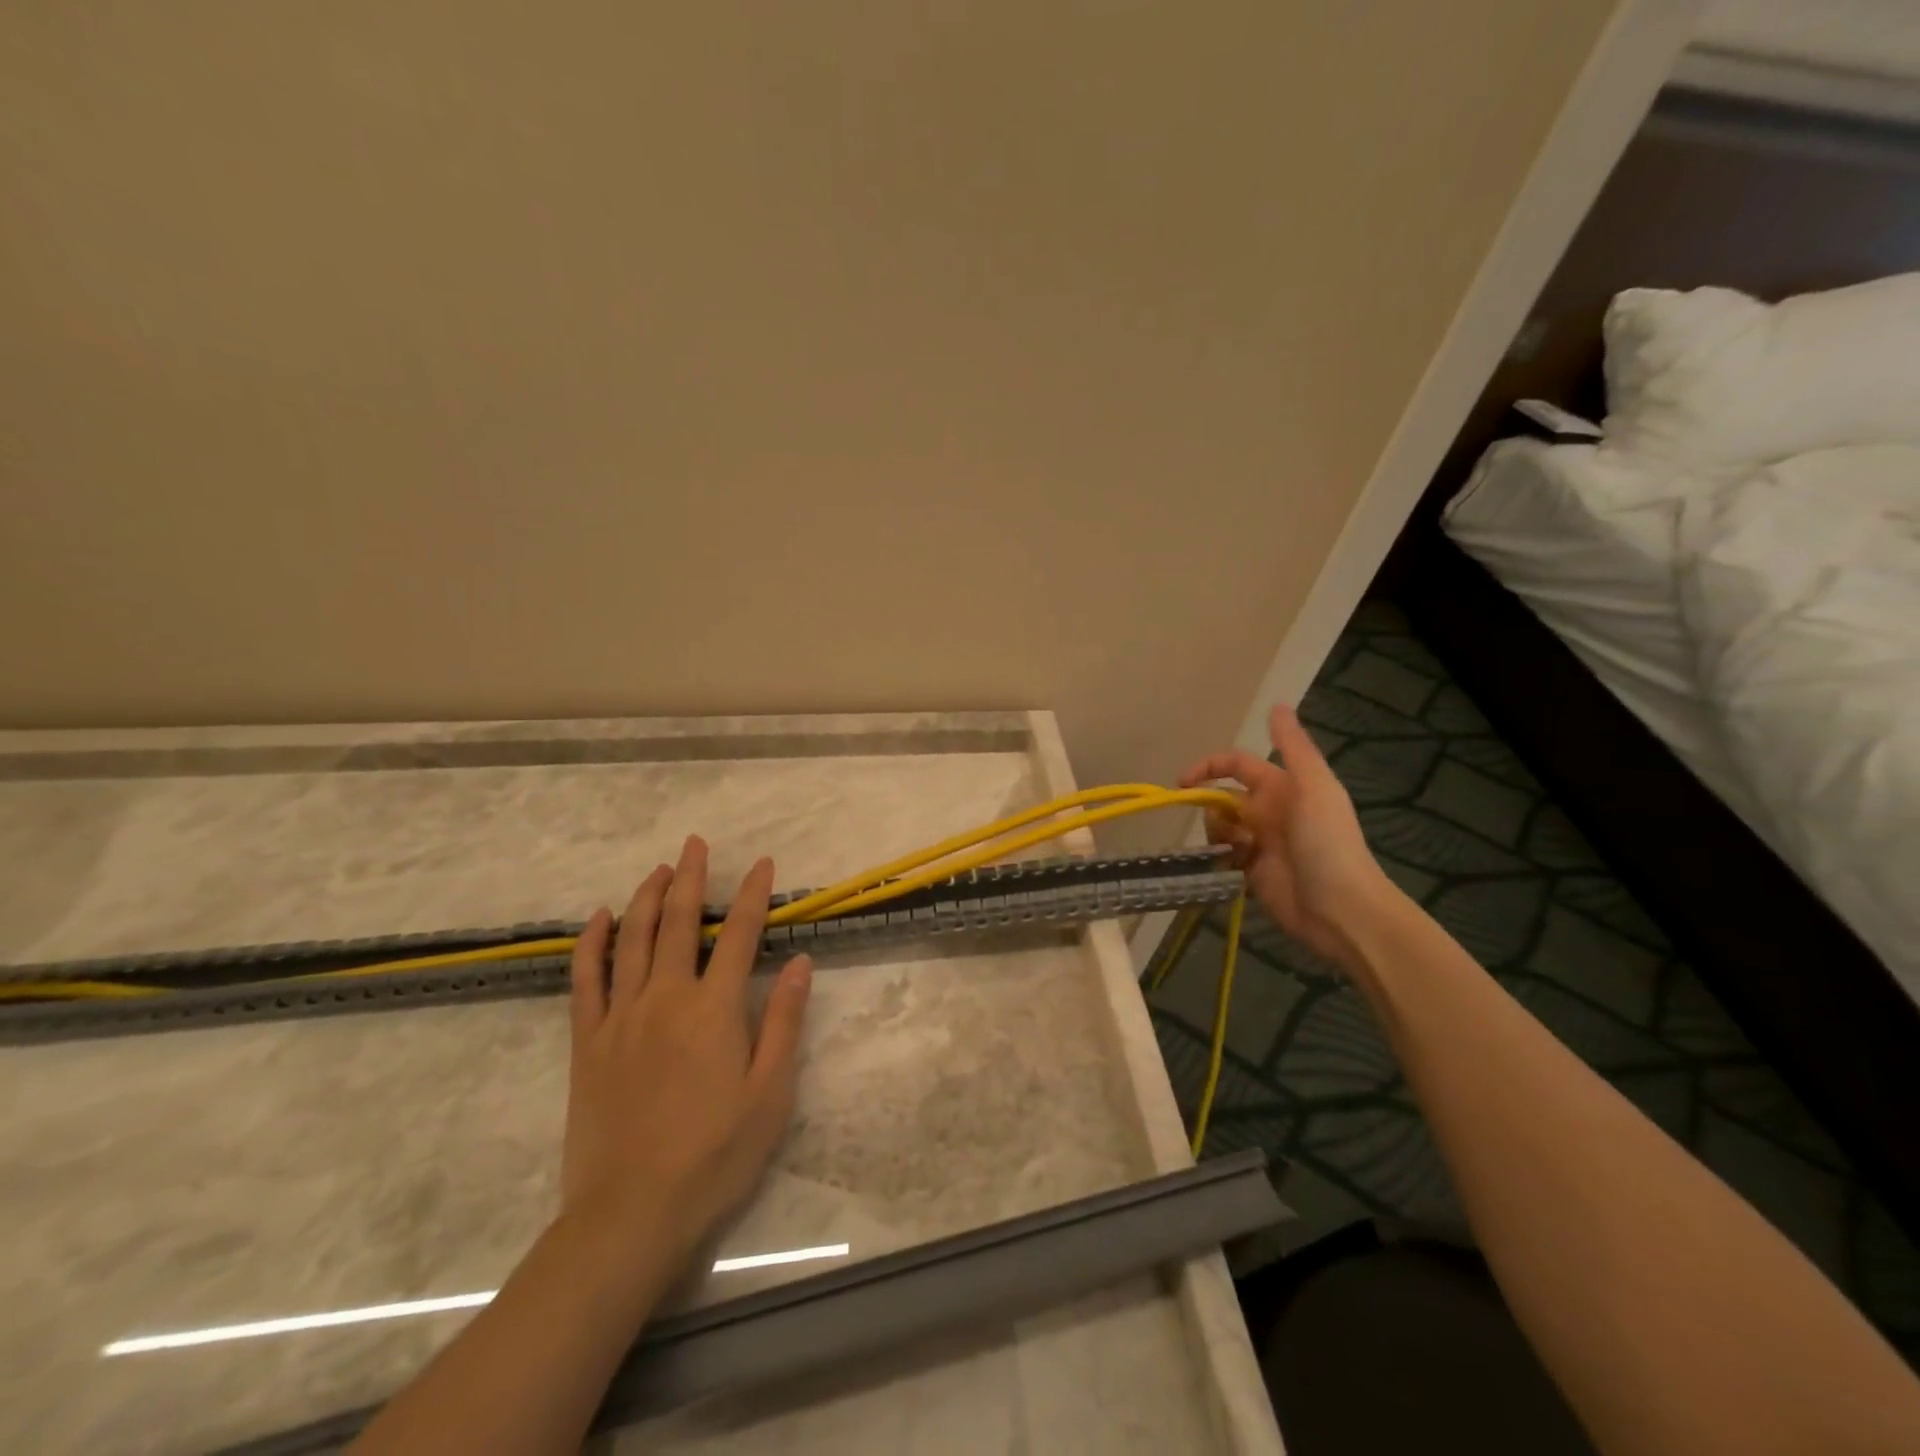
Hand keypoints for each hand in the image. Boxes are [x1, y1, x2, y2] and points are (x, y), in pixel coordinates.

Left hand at [560, 836, 811, 1282]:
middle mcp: (666, 998)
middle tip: (696, 844)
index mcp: (714, 1010)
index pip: (740, 935)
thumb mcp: (770, 1093)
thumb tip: (801, 962)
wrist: (630, 1214)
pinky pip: (586, 979)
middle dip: (692, 878)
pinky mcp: (587, 1042)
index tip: (762, 864)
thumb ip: (783, 1021)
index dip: (754, 895)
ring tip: (659, 869)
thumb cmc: (714, 1155)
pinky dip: (592, 943)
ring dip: (647, 898)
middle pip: (680, 923)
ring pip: (633, 940)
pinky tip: (600, 918)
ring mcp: (621, 1017)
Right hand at [1179, 704, 1390, 968]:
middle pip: (1222, 798)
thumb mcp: (1313, 787)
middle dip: (1212, 808)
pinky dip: (1221, 860)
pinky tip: (1236, 870)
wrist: (1342, 909)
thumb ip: (1292, 747)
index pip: (1236, 765)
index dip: (1208, 767)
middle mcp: (1269, 812)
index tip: (1182, 784)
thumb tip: (1277, 705)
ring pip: (1219, 828)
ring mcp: (1260, 844)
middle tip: (1227, 828)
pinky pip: (1223, 858)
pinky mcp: (1252, 874)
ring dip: (1219, 836)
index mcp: (1283, 787)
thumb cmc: (1327, 843)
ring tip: (1240, 853)